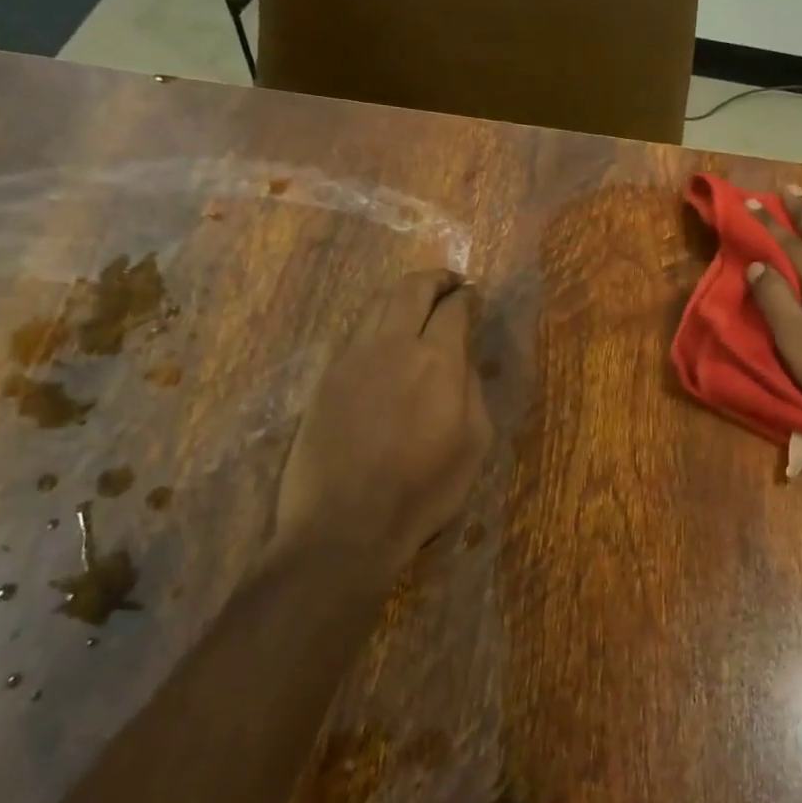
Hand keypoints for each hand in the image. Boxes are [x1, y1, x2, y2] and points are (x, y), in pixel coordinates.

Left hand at [275, 270, 491, 573]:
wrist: (345, 523)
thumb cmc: (423, 490)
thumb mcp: (473, 442)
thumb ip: (473, 389)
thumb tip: (464, 357)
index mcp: (437, 359)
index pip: (455, 307)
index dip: (468, 297)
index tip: (475, 298)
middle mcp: (393, 344)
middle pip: (411, 288)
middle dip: (435, 279)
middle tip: (449, 285)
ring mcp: (352, 357)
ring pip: (377, 303)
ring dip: (402, 294)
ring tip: (418, 304)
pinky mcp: (326, 376)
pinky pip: (356, 331)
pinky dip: (377, 320)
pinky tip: (386, 338)